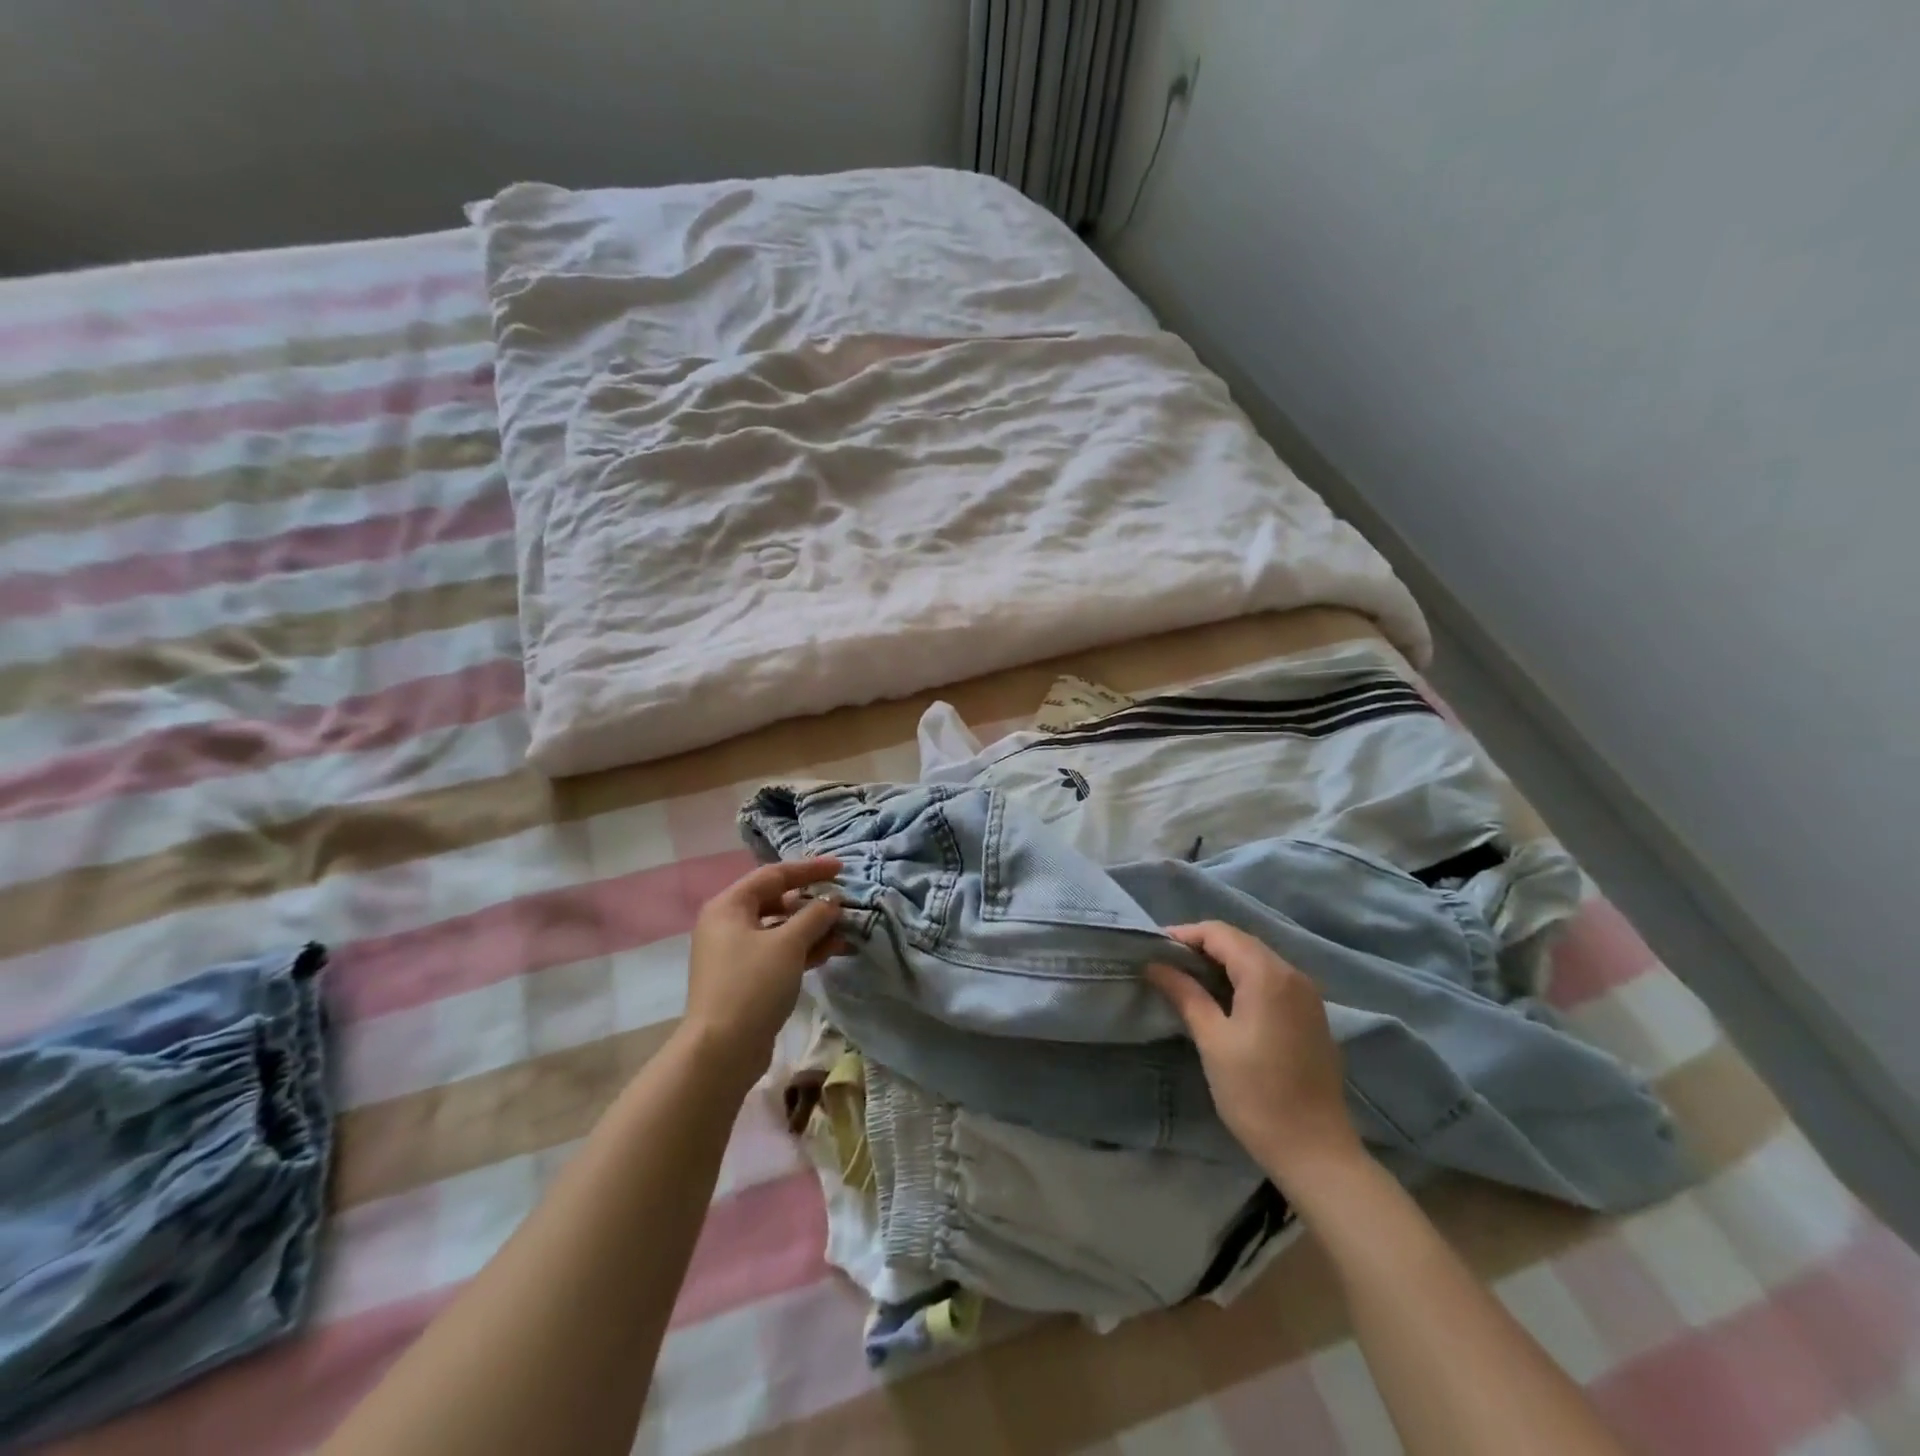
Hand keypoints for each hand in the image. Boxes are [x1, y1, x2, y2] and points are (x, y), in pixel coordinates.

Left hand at [682, 857, 845, 1084]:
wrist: (722, 1050)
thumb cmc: (753, 985)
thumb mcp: (788, 944)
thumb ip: (815, 916)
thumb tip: (832, 901)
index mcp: (730, 906)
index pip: (774, 875)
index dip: (809, 869)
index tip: (841, 868)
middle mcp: (728, 924)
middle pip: (777, 901)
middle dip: (813, 902)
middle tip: (844, 902)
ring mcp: (736, 953)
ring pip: (780, 929)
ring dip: (813, 928)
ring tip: (846, 930)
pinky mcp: (746, 979)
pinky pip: (779, 952)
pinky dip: (804, 949)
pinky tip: (832, 951)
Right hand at [1146, 920, 1363, 1186]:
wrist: (1316, 1151)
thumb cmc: (1256, 1094)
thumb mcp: (1213, 1041)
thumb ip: (1185, 994)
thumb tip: (1155, 965)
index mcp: (1267, 975)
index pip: (1219, 933)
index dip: (1184, 934)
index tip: (1153, 949)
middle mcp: (1292, 974)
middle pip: (1240, 941)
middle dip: (1201, 945)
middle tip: (1166, 963)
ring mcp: (1307, 994)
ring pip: (1257, 959)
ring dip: (1222, 961)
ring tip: (1187, 978)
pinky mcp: (1311, 1015)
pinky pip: (1272, 979)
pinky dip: (1243, 977)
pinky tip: (1223, 998)